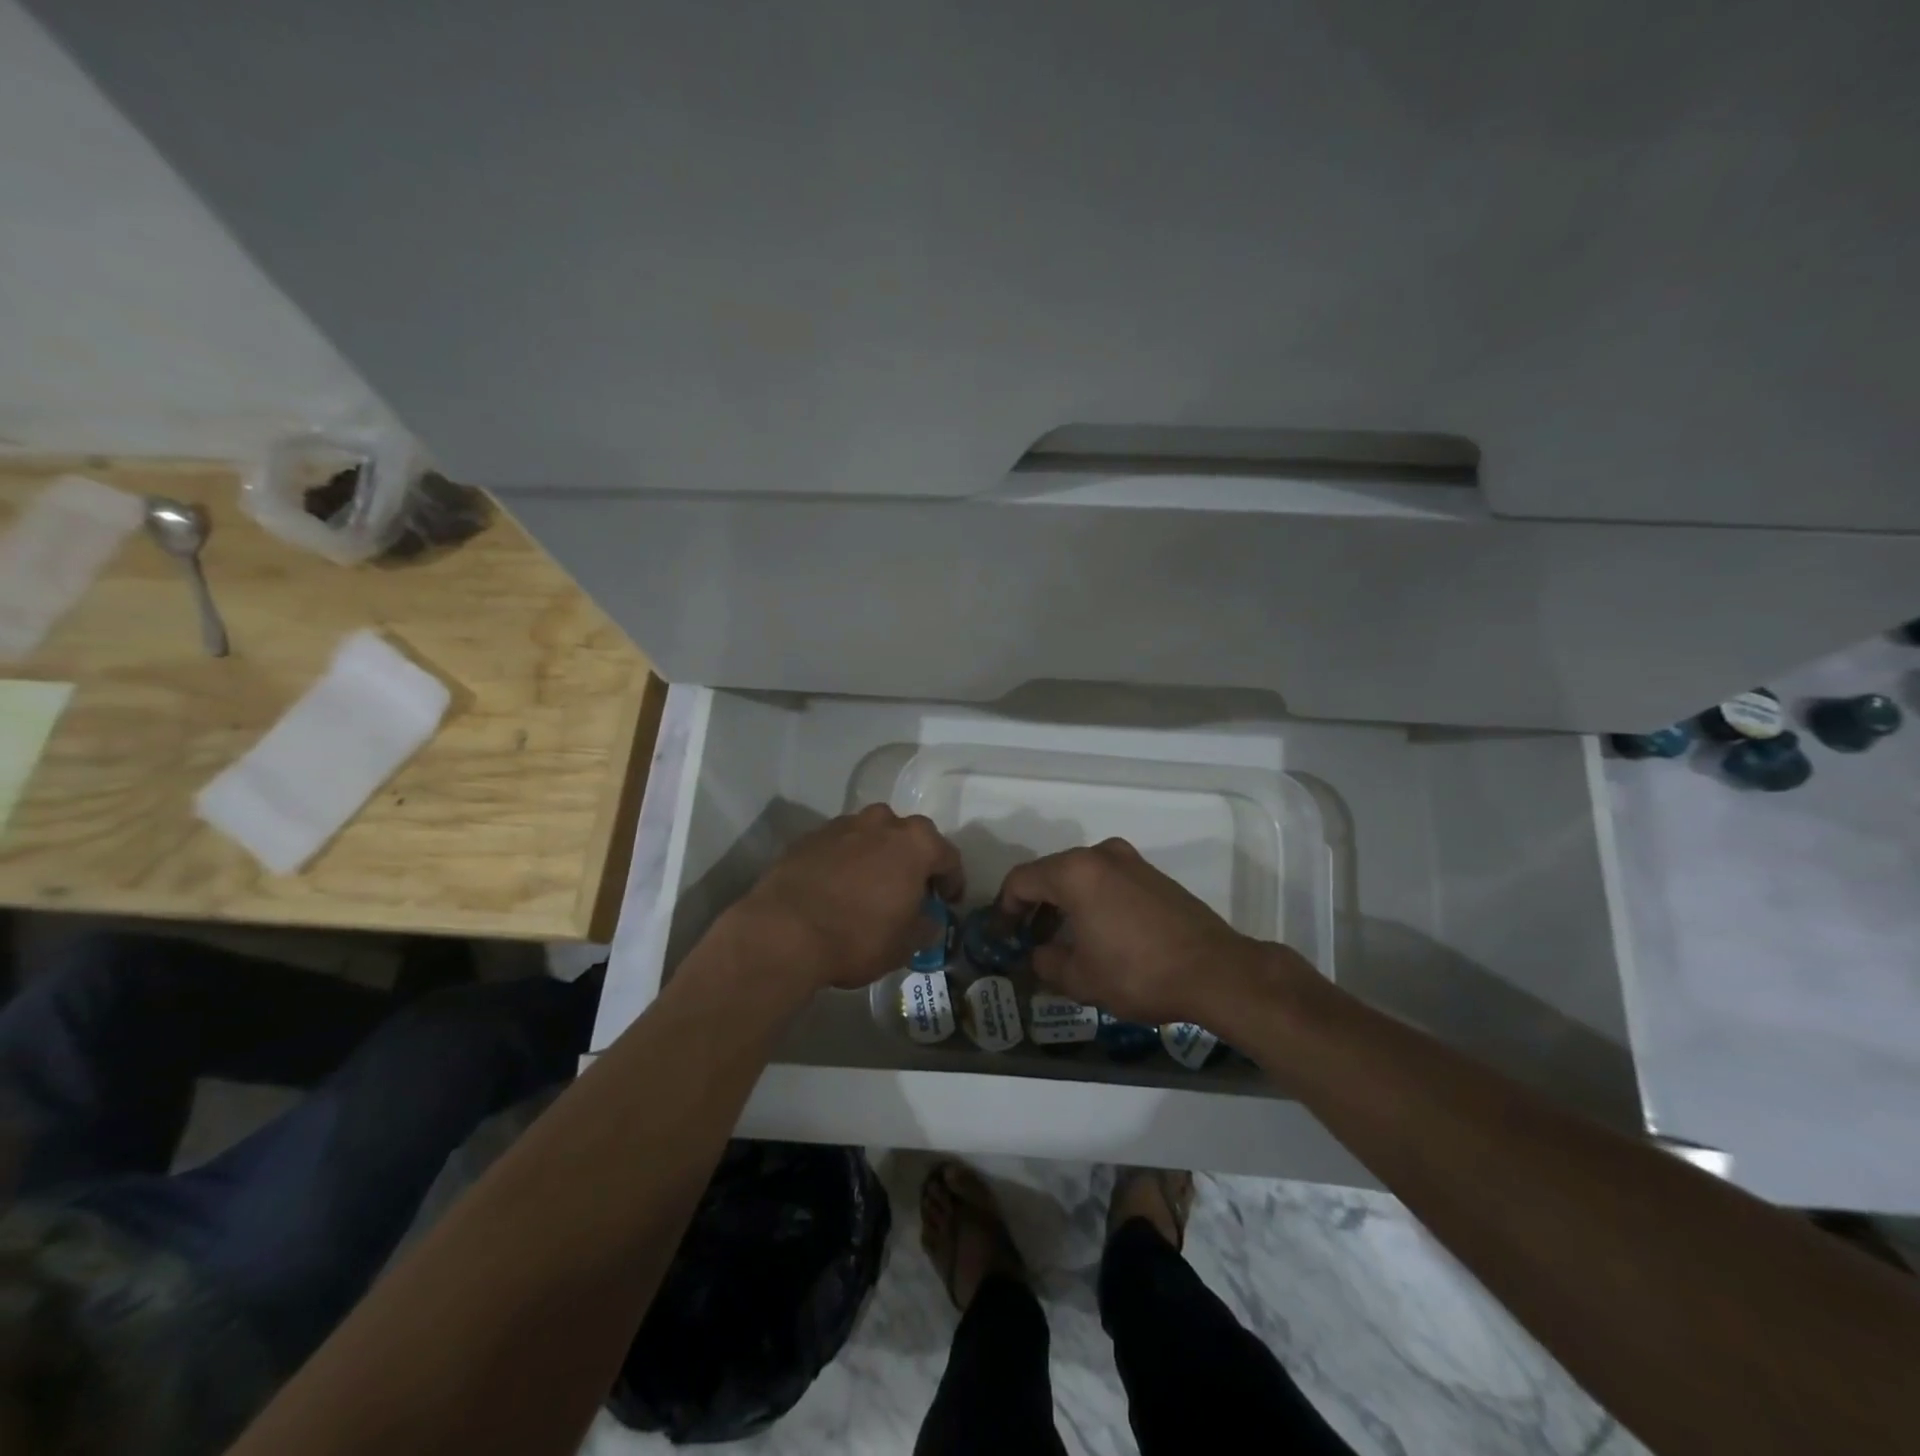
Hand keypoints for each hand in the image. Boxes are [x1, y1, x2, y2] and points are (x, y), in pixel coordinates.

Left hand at [726, 805, 963, 992]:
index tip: (948, 902)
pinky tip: (838, 888)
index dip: (952, 881)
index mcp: (916, 843)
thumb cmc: (857, 937)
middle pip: (909, 837)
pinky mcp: (810, 836)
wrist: (783, 931)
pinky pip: (840, 845)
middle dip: (914, 861)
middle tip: (910, 891)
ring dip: (878, 855)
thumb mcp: (905, 945)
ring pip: (872, 835)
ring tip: (871, 886)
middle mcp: (883, 822)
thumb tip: (929, 918)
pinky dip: (846, 861)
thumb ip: (926, 926)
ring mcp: (843, 825)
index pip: (948, 856)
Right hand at [997, 838, 1291, 1025]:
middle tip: (1026, 939)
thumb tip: (1038, 954)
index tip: (1001, 935)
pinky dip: (1091, 901)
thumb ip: (1046, 962)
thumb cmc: (1137, 972)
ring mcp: (1130, 861)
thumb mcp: (1080, 978)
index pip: (1021, 880)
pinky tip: (1096, 934)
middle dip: (1033, 906)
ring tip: (1059, 941)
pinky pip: (1107, 881)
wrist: (1215, 971)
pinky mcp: (1153, 875)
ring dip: (1062, 904)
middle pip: (1050, 873)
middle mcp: (1100, 855)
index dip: (1004, 908)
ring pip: (1080, 876)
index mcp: (1075, 872)